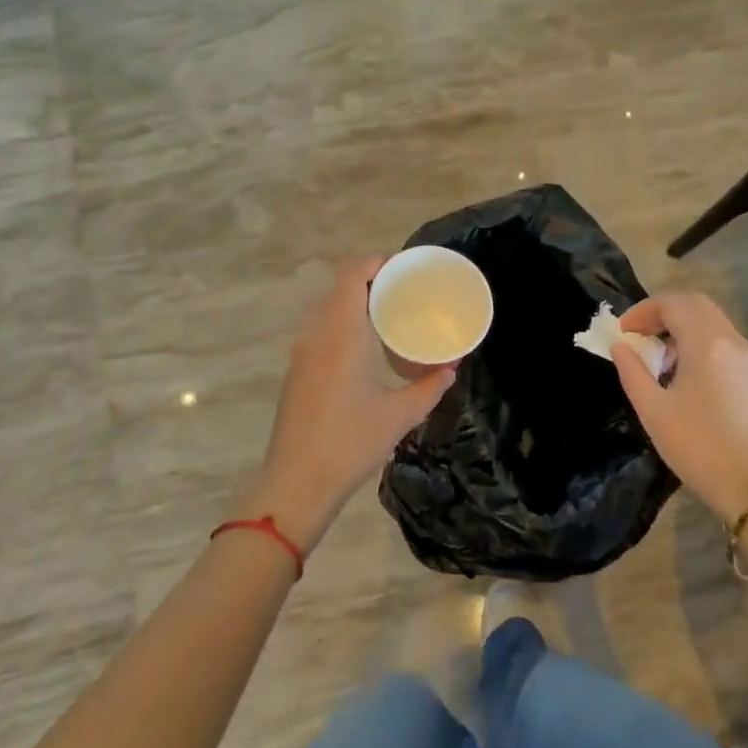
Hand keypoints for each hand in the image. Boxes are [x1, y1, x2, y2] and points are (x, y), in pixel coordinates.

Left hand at [240, 258, 454, 550]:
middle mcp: (316, 335)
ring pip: (326, 309)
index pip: (351, 276)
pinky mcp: (296, 372)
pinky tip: (363, 346)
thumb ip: (428, 388)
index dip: (375, 262)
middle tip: (404, 290)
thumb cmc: (349, 444)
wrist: (295, 484)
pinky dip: (341, 322)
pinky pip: (319, 329)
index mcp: (341, 335)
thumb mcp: (399, 416)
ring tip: (387, 314)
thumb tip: (451, 369)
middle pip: (339, 288)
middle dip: (370, 281)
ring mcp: (301, 354)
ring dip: (354, 302)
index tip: (404, 267)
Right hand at [611, 293, 747, 525]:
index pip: (672, 304)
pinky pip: (722, 340)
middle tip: (639, 334)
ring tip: (658, 356)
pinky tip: (683, 372)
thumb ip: (632, 371)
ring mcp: (747, 357)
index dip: (642, 311)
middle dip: (663, 312)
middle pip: (695, 304)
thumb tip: (621, 346)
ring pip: (711, 321)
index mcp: (706, 344)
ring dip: (681, 326)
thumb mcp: (653, 411)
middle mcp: (731, 341)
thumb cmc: (698, 448)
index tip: (622, 332)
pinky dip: (698, 341)